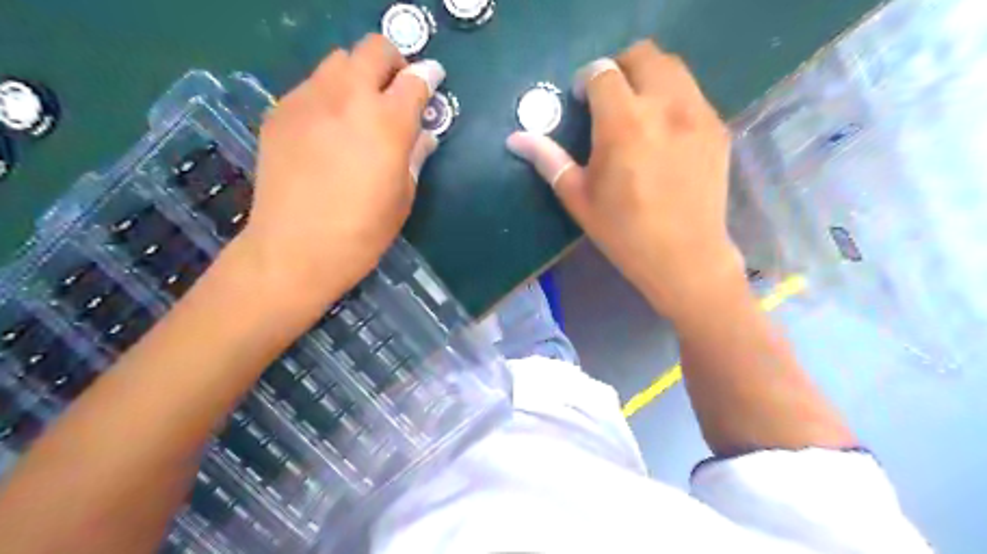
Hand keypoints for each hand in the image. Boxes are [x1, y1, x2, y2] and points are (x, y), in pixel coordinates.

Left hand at [234, 34, 444, 310]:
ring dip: (358, 75)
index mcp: (387, 122)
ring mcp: (308, 100)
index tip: (432, 81)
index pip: (414, 80)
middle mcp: (348, 98)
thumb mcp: (402, 196)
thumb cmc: (362, 231)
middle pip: (374, 50)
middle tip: (397, 89)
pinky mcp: (280, 112)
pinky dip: (329, 95)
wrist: (295, 249)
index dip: (428, 77)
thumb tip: (424, 134)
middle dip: (393, 62)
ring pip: (338, 61)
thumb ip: (415, 155)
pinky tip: (329, 128)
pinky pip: (311, 86)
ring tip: (360, 107)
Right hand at [508, 40, 740, 319]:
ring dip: (647, 78)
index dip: (587, 81)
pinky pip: (692, 93)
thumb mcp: (578, 198)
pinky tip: (663, 132)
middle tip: (608, 98)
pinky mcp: (717, 128)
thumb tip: (515, 138)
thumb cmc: (624, 233)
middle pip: (643, 56)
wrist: (685, 257)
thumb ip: (548, 160)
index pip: (603, 73)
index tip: (582, 101)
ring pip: (672, 68)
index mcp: (623, 124)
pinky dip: (671, 97)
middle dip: (619, 68)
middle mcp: (665, 107)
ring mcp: (697, 115)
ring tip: (636, 111)